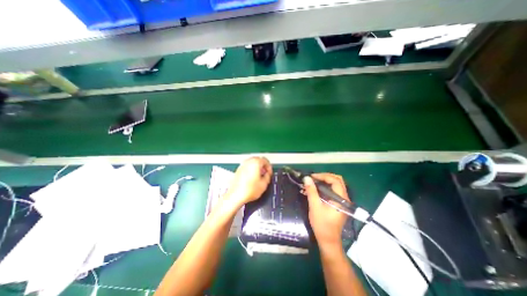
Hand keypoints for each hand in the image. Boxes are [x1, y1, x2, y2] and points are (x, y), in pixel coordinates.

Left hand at [224, 157, 270, 207]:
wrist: (236, 195)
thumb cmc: (248, 190)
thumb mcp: (264, 184)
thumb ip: (268, 176)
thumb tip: (267, 174)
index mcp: (255, 163)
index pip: (265, 160)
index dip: (269, 167)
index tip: (269, 173)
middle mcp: (248, 162)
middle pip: (258, 160)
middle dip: (263, 166)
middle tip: (265, 173)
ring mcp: (242, 165)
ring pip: (252, 163)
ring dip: (257, 167)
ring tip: (259, 176)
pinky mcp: (238, 170)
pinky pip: (247, 166)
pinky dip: (251, 170)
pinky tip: (252, 178)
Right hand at [303, 172, 350, 249]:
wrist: (328, 240)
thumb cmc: (322, 224)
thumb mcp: (314, 206)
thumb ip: (311, 191)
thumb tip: (307, 178)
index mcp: (341, 198)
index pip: (335, 181)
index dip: (323, 176)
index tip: (312, 177)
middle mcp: (344, 198)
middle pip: (337, 180)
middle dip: (324, 177)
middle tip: (313, 178)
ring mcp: (342, 201)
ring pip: (335, 185)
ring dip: (324, 181)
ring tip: (313, 182)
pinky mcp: (338, 203)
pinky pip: (333, 190)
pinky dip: (325, 187)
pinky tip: (316, 189)